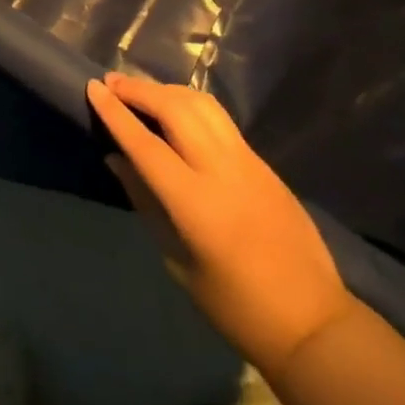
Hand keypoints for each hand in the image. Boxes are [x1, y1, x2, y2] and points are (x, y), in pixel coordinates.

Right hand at [88, 73, 354, 366]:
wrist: (311, 321)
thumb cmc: (235, 307)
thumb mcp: (178, 261)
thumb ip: (147, 203)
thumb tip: (117, 159)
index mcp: (195, 203)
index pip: (145, 144)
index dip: (116, 113)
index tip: (92, 87)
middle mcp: (220, 169)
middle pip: (174, 109)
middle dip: (139, 90)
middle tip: (111, 83)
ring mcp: (246, 160)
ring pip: (200, 103)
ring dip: (166, 90)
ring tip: (141, 90)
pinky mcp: (262, 161)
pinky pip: (219, 118)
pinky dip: (190, 103)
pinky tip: (177, 109)